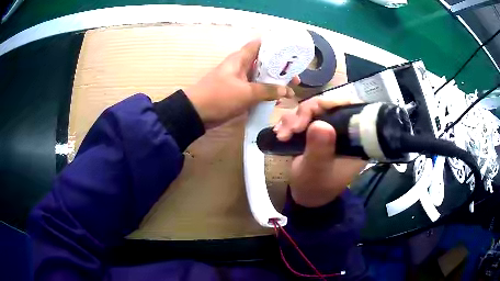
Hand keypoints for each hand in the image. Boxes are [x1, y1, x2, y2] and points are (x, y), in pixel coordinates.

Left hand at [185, 38, 297, 128]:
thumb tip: (287, 90)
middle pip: (264, 63)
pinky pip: (255, 90)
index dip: (274, 45)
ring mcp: (239, 80)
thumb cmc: (220, 97)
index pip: (259, 45)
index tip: (290, 52)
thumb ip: (268, 90)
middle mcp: (241, 66)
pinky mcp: (237, 93)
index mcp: (240, 59)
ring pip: (260, 77)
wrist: (196, 114)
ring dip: (274, 83)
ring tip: (291, 89)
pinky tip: (277, 100)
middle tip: (295, 77)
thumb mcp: (246, 93)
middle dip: (280, 69)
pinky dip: (266, 94)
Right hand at [274, 96, 366, 206]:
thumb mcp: (317, 171)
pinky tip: (280, 133)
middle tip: (292, 128)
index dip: (335, 101)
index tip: (317, 107)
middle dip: (307, 111)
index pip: (352, 108)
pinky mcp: (315, 129)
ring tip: (282, 135)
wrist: (304, 196)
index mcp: (356, 139)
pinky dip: (289, 122)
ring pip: (312, 108)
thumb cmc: (315, 187)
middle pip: (328, 104)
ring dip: (293, 118)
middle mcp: (345, 129)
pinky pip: (302, 116)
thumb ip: (320, 150)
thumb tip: (320, 124)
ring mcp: (329, 128)